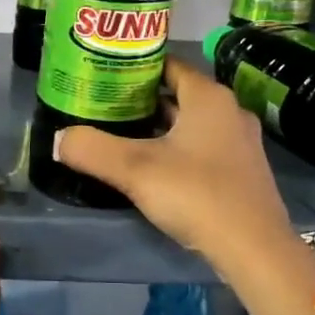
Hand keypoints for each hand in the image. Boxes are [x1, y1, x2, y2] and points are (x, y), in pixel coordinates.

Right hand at [53, 55, 296, 274]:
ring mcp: (241, 143)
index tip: (105, 78)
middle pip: (179, 96)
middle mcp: (229, 112)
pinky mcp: (243, 172)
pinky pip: (204, 149)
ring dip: (161, 129)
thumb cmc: (196, 194)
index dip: (136, 69)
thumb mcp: (135, 170)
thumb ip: (92, 149)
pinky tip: (156, 170)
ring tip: (123, 137)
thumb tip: (59, 139)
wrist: (254, 248)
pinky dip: (179, 151)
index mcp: (208, 97)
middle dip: (143, 101)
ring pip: (192, 125)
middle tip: (105, 109)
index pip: (169, 66)